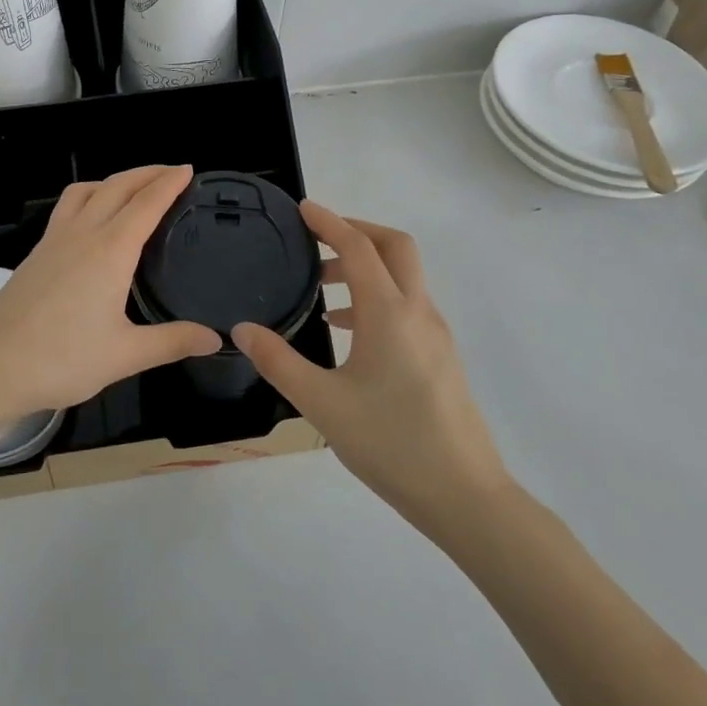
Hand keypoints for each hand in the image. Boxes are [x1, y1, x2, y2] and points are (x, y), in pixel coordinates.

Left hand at [0, 165, 221, 422]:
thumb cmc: (61, 359)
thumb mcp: (125, 355)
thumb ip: (172, 342)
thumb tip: (215, 339)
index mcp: (109, 251)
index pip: (146, 204)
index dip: (169, 183)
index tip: (187, 169)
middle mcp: (82, 234)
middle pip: (116, 186)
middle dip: (146, 173)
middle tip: (170, 172)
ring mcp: (53, 241)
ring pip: (85, 191)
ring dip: (113, 180)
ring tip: (131, 189)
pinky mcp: (35, 254)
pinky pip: (66, 208)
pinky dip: (88, 197)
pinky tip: (91, 222)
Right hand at [234, 203, 511, 535]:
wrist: (465, 496)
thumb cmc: (390, 444)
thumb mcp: (321, 403)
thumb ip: (278, 361)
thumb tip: (241, 329)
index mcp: (389, 314)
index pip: (359, 248)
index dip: (329, 222)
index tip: (303, 209)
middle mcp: (418, 312)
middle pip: (395, 247)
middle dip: (357, 231)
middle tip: (318, 238)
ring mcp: (436, 334)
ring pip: (404, 276)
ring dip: (366, 266)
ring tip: (323, 287)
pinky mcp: (441, 356)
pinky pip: (408, 304)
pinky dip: (377, 296)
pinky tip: (348, 331)